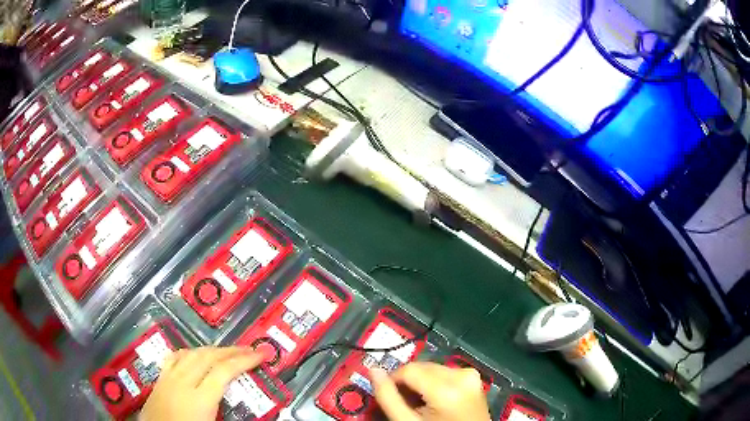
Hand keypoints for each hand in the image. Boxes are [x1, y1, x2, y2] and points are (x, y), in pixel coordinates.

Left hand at [140, 346, 266, 420]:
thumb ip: (228, 413)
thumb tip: (249, 407)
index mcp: (198, 399)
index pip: (224, 371)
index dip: (245, 360)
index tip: (261, 354)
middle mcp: (182, 382)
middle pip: (208, 357)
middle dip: (231, 351)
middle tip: (249, 349)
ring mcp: (168, 378)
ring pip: (192, 353)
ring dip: (212, 350)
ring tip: (227, 352)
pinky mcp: (160, 380)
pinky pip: (174, 357)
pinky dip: (189, 352)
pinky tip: (194, 354)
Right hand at [370, 362, 491, 420]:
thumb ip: (388, 397)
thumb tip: (373, 370)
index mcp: (447, 388)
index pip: (408, 369)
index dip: (393, 381)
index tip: (390, 397)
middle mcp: (462, 375)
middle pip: (422, 367)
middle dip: (408, 382)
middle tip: (405, 404)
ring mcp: (471, 375)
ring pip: (432, 368)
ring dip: (421, 382)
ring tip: (420, 404)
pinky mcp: (474, 378)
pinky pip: (445, 372)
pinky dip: (435, 383)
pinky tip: (433, 400)